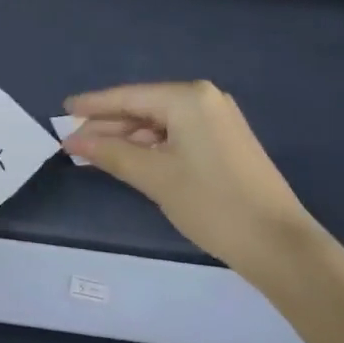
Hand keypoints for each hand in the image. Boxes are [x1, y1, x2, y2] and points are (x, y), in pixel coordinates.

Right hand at [63, 82, 308, 265]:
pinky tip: (132, 159)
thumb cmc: (213, 204)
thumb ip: (111, 153)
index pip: (129, 96)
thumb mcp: (155, 177)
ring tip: (96, 153)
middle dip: (109, 125)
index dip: (93, 105)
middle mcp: (204, 98)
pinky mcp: (225, 141)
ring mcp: (218, 119)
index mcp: (188, 97)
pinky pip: (177, 134)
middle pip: (144, 107)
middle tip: (74, 141)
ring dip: (129, 138)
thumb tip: (73, 139)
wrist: (280, 246)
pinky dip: (152, 146)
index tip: (63, 110)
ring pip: (160, 123)